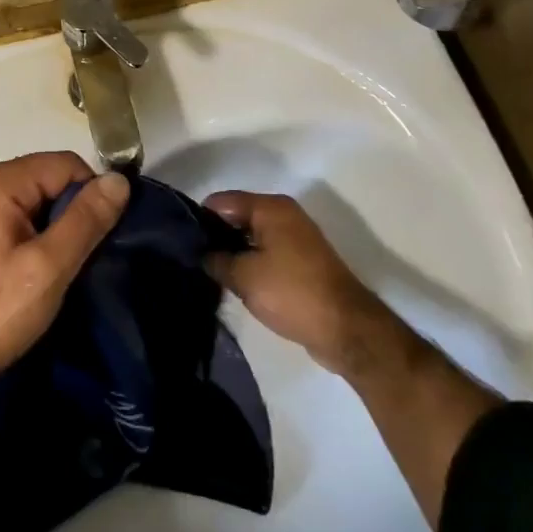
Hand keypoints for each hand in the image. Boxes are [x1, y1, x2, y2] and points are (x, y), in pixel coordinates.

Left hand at [0, 152, 129, 398]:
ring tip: (67, 265)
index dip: (91, 193)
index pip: (65, 164)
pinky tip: (45, 269)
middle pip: (51, 178)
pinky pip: (24, 216)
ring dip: (60, 226)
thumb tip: (119, 180)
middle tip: (86, 255)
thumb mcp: (48, 267)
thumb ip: (85, 220)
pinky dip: (42, 235)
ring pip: (40, 199)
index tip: (103, 236)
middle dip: (75, 210)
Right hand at [203, 191, 401, 380]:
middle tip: (196, 260)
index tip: (184, 242)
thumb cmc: (292, 293)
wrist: (348, 330)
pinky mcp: (304, 261)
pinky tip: (238, 283)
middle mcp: (284, 214)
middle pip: (238, 217)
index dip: (200, 219)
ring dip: (235, 253)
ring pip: (253, 237)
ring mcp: (297, 238)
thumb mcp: (244, 277)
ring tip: (213, 274)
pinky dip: (253, 264)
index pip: (222, 201)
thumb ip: (216, 260)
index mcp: (270, 207)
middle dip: (217, 237)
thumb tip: (202, 254)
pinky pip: (268, 253)